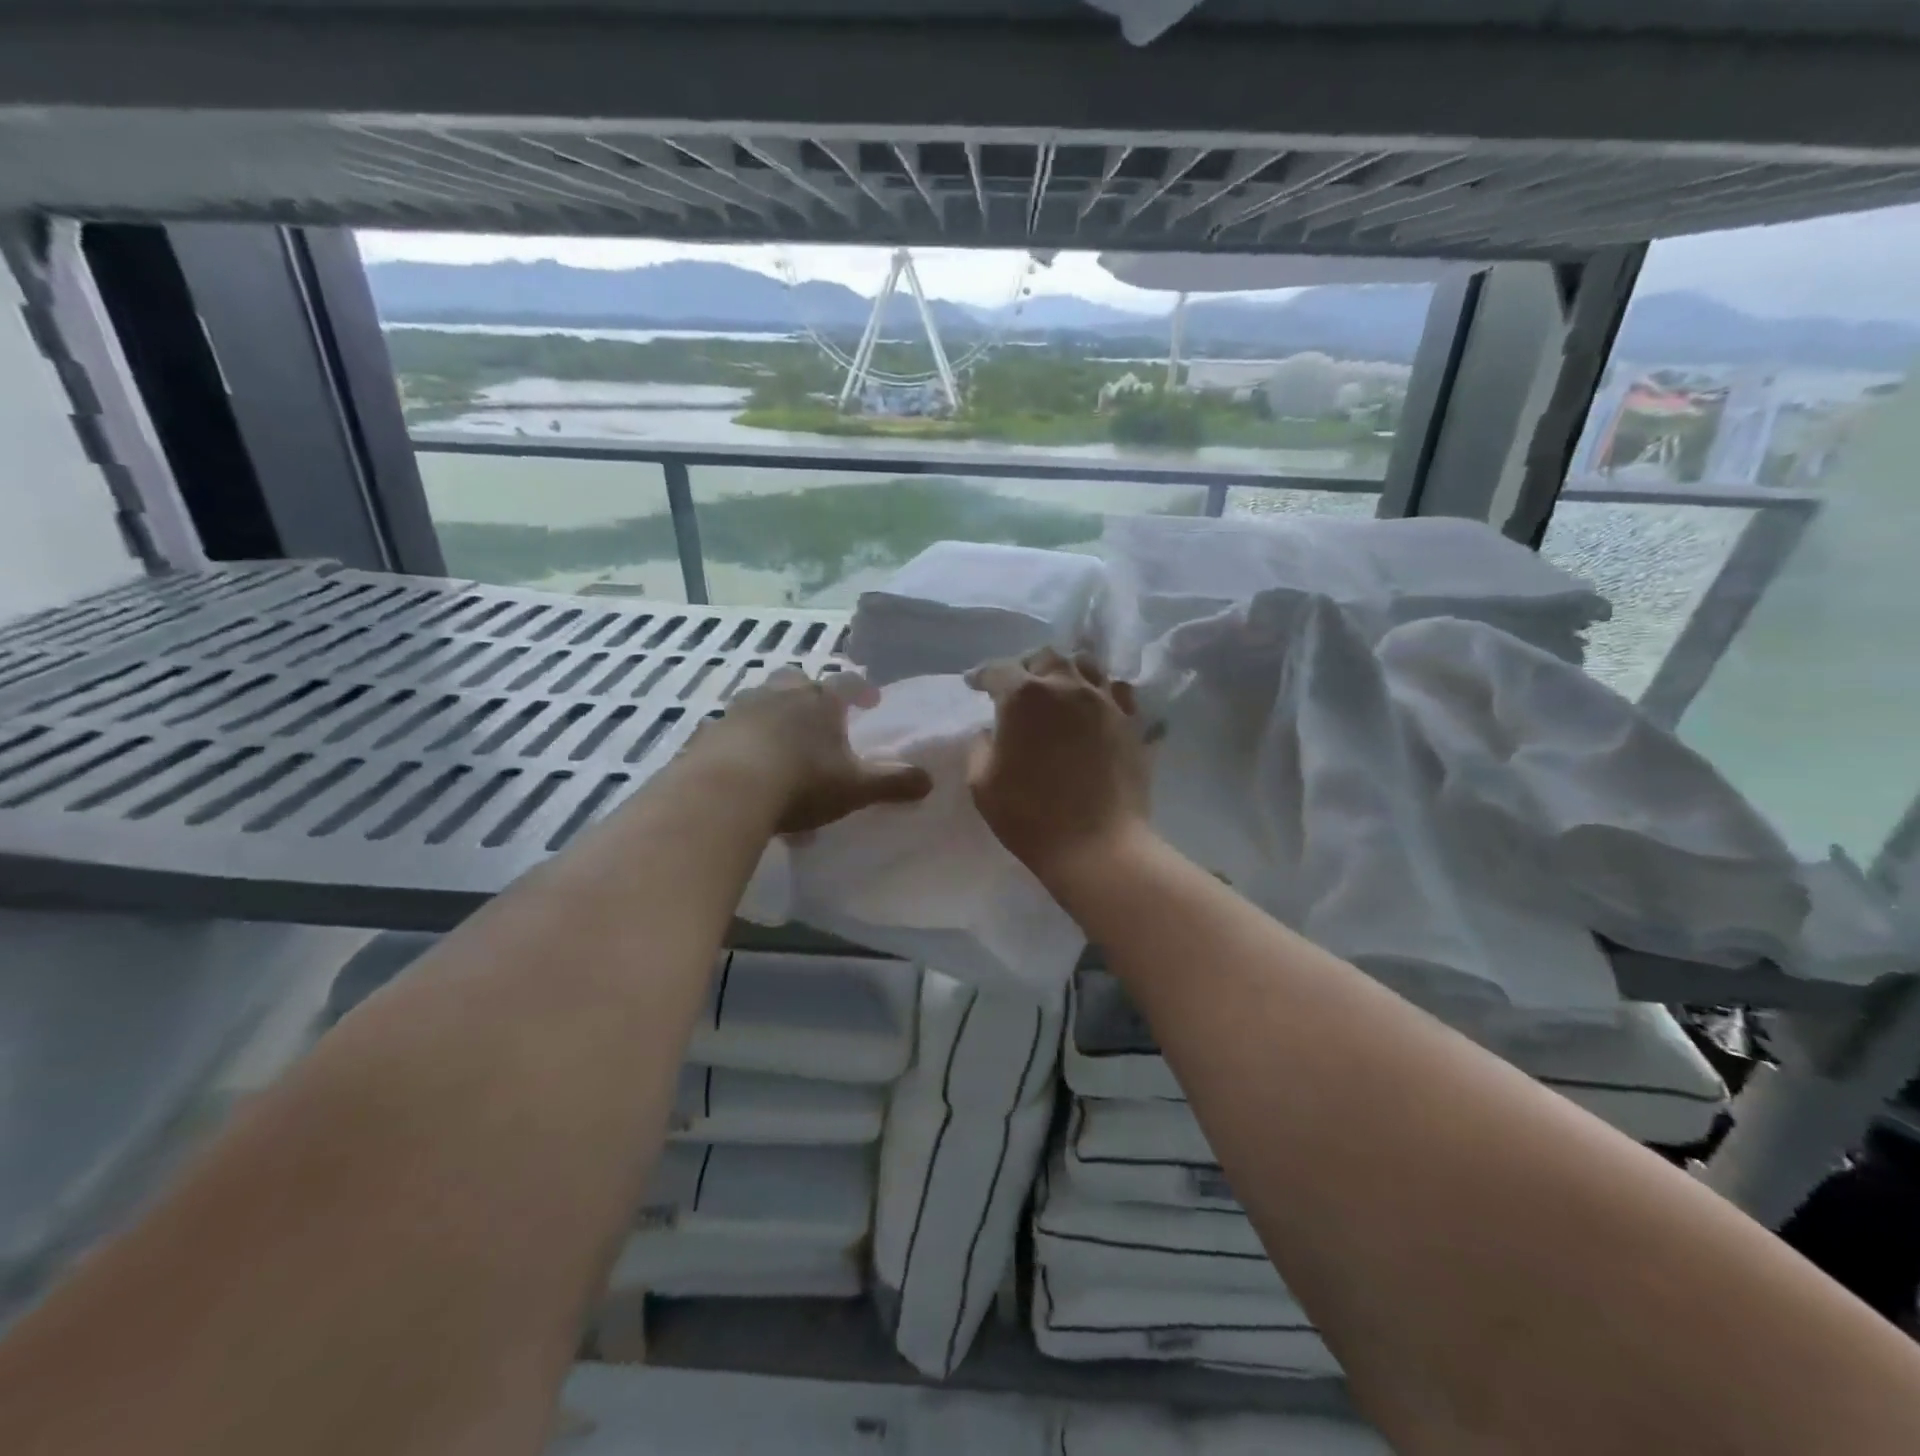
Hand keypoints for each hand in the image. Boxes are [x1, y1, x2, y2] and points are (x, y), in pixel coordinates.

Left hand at [697, 667, 931, 834]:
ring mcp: (740, 711)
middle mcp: (779, 695)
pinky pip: (730, 732)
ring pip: (760, 702)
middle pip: (797, 681)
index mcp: (820, 701)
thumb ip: (893, 783)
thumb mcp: (855, 788)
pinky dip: (742, 744)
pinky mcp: (708, 733)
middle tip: (818, 716)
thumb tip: (929, 781)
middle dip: (809, 693)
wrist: (727, 792)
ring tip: (781, 745)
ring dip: (773, 715)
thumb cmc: (802, 782)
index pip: (848, 684)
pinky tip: (745, 770)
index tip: (871, 701)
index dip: (862, 690)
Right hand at [965, 648, 1151, 888]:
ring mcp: (1103, 701)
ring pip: (1085, 664)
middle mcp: (1066, 686)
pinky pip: (1118, 690)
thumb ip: (980, 747)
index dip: (982, 676)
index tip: (974, 684)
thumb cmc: (1030, 816)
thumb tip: (991, 731)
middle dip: (1027, 666)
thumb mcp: (982, 784)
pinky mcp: (1131, 721)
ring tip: (1059, 687)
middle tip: (1018, 685)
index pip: (998, 670)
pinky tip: (1095, 704)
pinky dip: (1102, 689)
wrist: (1097, 844)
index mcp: (1023, 696)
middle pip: (1046, 657)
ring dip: (1066, 670)